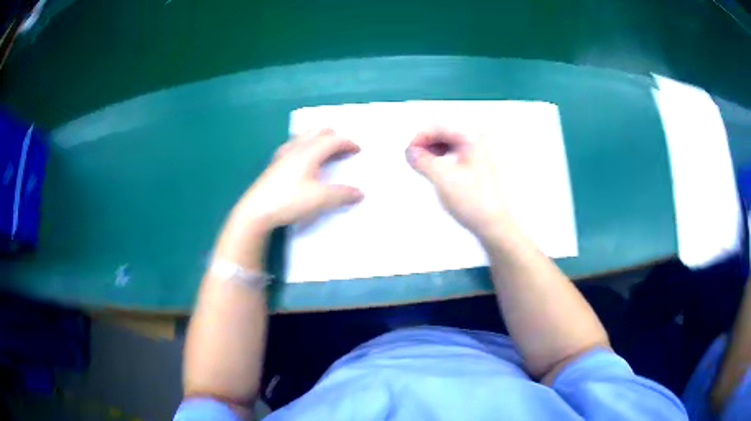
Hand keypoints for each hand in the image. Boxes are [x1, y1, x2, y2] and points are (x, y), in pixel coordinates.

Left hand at [232, 129, 363, 230]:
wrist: (256, 210)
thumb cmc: (289, 201)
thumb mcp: (320, 199)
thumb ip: (342, 194)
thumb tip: (360, 193)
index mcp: (310, 152)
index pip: (333, 140)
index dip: (347, 143)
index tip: (358, 150)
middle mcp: (297, 148)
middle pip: (318, 132)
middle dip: (333, 137)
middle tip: (342, 149)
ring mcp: (283, 154)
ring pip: (304, 136)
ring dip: (318, 139)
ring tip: (324, 150)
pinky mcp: (274, 164)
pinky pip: (293, 146)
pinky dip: (304, 146)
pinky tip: (301, 159)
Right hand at [406, 129, 510, 240]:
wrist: (492, 224)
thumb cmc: (476, 203)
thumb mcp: (443, 179)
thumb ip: (423, 161)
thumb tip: (410, 151)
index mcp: (471, 139)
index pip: (438, 126)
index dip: (419, 137)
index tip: (409, 151)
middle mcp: (476, 141)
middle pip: (442, 131)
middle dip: (424, 143)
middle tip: (413, 157)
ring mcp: (476, 152)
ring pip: (445, 141)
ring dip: (430, 150)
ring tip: (422, 164)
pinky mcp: (473, 164)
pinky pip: (451, 152)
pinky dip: (438, 157)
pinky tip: (434, 169)